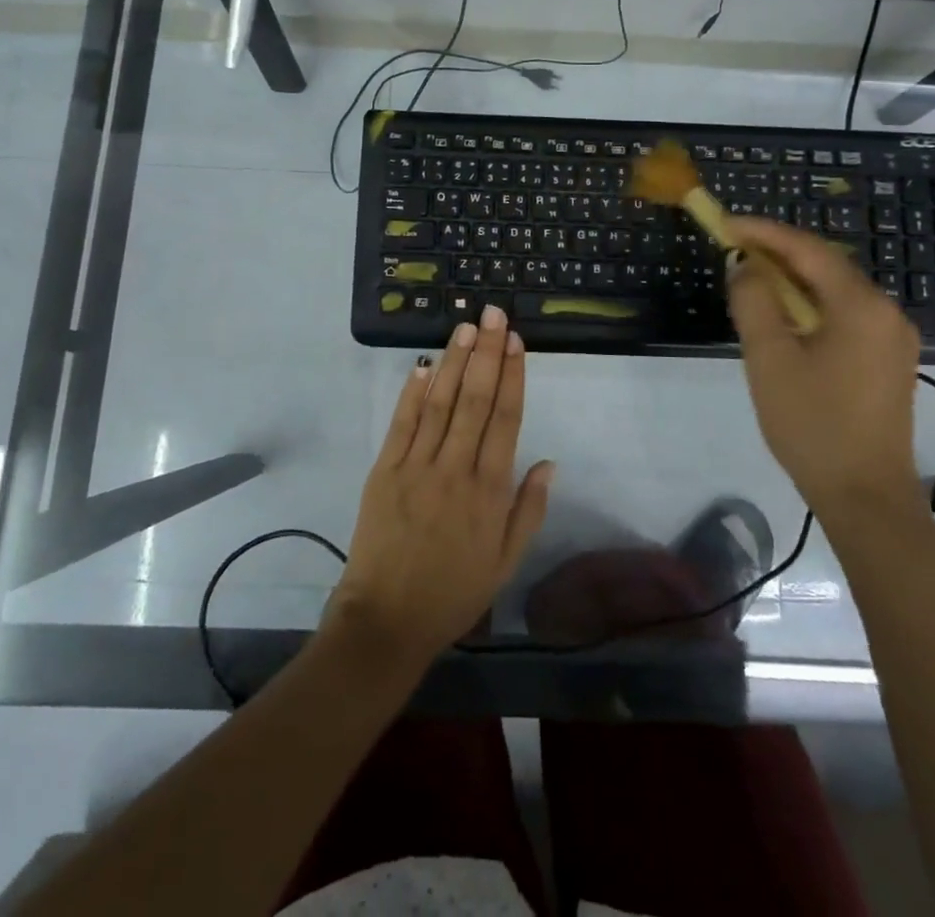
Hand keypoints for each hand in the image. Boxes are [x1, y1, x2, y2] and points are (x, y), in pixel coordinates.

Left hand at [327, 306, 556, 669]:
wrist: (387, 620)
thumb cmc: (454, 593)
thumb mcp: (505, 562)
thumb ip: (529, 510)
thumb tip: (549, 461)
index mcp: (490, 491)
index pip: (506, 418)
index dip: (513, 375)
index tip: (516, 341)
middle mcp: (456, 469)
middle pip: (476, 399)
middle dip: (487, 353)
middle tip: (493, 314)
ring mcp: (417, 466)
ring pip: (441, 402)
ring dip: (455, 361)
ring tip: (466, 326)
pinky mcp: (385, 470)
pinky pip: (402, 423)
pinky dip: (414, 391)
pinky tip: (425, 364)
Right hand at [724, 218, 921, 520]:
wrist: (865, 496)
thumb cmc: (812, 424)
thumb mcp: (769, 359)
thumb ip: (754, 302)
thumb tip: (746, 265)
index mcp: (861, 306)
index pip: (808, 249)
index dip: (764, 232)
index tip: (725, 224)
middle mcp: (886, 312)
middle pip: (826, 265)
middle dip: (778, 252)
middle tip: (733, 248)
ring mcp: (892, 337)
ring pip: (836, 290)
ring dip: (793, 278)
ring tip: (751, 278)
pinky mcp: (888, 360)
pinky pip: (845, 314)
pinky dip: (810, 303)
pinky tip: (784, 315)